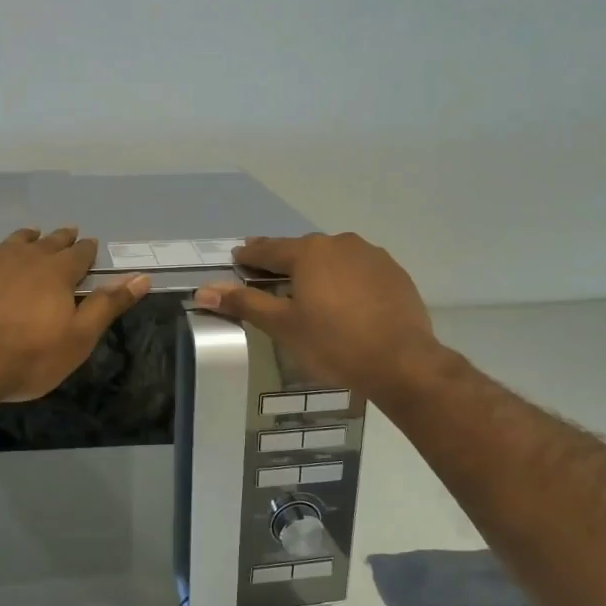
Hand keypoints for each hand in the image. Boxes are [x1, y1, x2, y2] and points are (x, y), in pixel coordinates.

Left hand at [0, 228, 149, 404]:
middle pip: (47, 242)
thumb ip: (108, 305)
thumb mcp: (78, 338)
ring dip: (25, 239)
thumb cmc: (27, 357)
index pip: (79, 254)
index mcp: (57, 273)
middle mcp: (24, 257)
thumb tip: (142, 277)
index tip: (91, 245)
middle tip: (67, 234)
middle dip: (60, 239)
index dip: (87, 250)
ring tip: (30, 237)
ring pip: (12, 241)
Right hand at [192, 233, 438, 399]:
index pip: (268, 249)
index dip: (250, 255)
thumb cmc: (334, 344)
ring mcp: (372, 255)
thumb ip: (244, 303)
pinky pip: (359, 270)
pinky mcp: (394, 273)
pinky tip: (345, 300)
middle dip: (283, 261)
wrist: (402, 362)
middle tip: (268, 274)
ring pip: (333, 258)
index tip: (237, 258)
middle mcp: (340, 243)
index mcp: (309, 252)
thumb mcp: (283, 326)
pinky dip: (345, 279)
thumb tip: (203, 290)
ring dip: (317, 269)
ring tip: (308, 288)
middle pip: (302, 250)